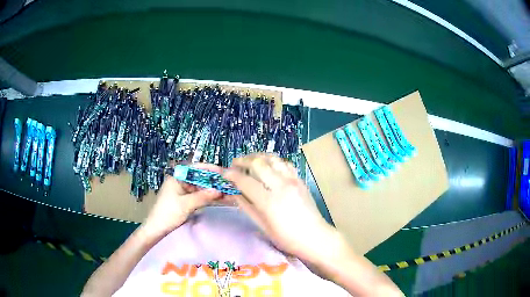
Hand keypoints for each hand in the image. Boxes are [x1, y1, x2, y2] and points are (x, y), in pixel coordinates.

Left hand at [142, 164, 222, 236]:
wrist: (157, 228)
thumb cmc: (168, 213)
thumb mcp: (186, 204)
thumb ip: (203, 197)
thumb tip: (219, 190)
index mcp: (177, 177)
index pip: (196, 168)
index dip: (210, 169)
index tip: (224, 172)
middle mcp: (181, 181)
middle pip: (200, 177)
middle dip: (214, 181)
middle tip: (228, 184)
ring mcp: (183, 191)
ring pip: (201, 187)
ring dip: (212, 190)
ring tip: (227, 192)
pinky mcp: (185, 200)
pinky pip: (199, 196)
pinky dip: (208, 197)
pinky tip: (219, 199)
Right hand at [223, 153, 337, 260]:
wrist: (315, 237)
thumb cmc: (287, 238)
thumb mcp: (263, 226)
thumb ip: (247, 207)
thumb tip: (234, 193)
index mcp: (269, 201)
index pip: (245, 181)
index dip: (232, 175)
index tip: (224, 174)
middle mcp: (281, 185)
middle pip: (258, 162)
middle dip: (243, 160)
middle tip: (235, 164)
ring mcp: (293, 180)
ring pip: (272, 158)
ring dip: (258, 157)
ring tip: (250, 162)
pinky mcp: (300, 180)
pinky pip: (284, 163)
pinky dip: (273, 161)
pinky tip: (269, 166)